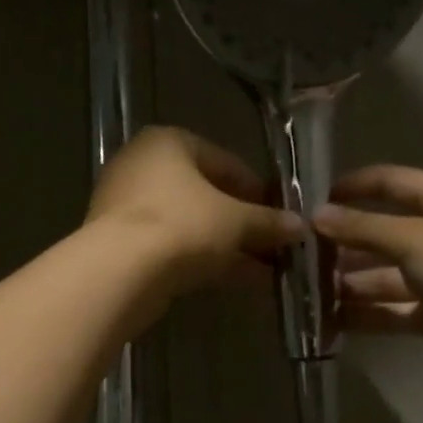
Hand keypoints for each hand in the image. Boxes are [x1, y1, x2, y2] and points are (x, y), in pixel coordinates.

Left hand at [87, 126, 303, 294]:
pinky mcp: (123, 244)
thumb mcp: (236, 221)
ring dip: (230, 246)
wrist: (120, 272)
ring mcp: (128, 207)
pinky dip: (205, 260)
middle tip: (274, 246)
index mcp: (169, 143)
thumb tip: (301, 227)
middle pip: (207, 195)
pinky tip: (239, 280)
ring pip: (192, 225)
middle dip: (244, 224)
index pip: (226, 162)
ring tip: (266, 269)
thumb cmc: (182, 226)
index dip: (258, 191)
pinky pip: (174, 246)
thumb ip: (268, 222)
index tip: (281, 216)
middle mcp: (143, 167)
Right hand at [315, 165, 422, 381]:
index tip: (316, 200)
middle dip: (345, 245)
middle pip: (384, 235)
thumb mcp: (412, 237)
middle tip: (302, 258)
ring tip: (308, 294)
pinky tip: (332, 321)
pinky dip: (367, 316)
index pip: (392, 183)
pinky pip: (394, 311)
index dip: (356, 186)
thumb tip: (317, 216)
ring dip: (350, 285)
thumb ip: (363, 228)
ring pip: (385, 277)